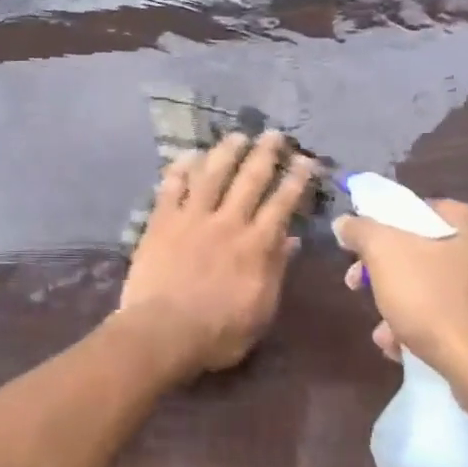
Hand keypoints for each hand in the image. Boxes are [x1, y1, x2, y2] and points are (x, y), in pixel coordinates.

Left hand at [118, 131, 316, 380]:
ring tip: (237, 135)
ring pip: (212, 174)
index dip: (296, 179)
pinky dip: (180, 169)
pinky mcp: (161, 222)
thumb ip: (276, 270)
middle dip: (265, 154)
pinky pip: (171, 187)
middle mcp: (228, 222)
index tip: (305, 160)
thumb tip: (291, 240)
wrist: (163, 332)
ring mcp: (192, 218)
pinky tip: (188, 156)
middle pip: (250, 179)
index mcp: (257, 245)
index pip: (282, 204)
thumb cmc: (218, 332)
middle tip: (274, 134)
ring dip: (226, 152)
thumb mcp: (261, 310)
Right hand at [332, 198, 467, 402]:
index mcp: (467, 222)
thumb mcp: (385, 255)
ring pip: (430, 288)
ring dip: (398, 306)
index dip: (378, 227)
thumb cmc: (435, 302)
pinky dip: (423, 328)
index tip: (356, 251)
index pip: (413, 210)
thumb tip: (345, 222)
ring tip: (383, 332)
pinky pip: (448, 318)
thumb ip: (361, 231)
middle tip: (359, 287)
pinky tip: (403, 348)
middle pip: (418, 251)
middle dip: (383, 274)